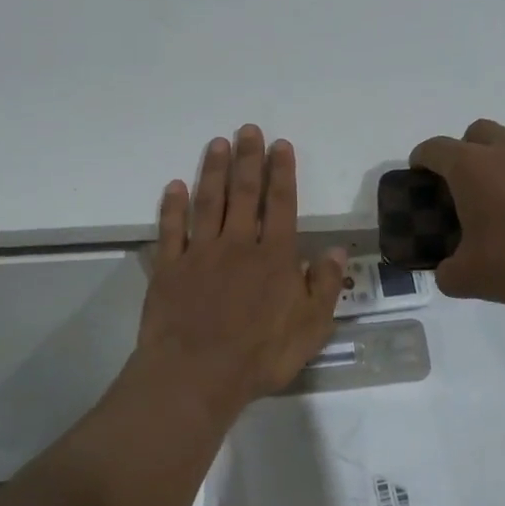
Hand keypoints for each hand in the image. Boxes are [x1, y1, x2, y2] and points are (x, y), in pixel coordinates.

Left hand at [135, 125, 347, 415]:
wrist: (196, 375)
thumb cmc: (261, 355)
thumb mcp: (312, 327)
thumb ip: (325, 286)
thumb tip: (335, 250)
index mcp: (275, 257)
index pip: (281, 205)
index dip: (282, 173)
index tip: (280, 145)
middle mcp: (238, 245)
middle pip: (244, 194)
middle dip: (248, 159)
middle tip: (248, 130)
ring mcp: (200, 254)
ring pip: (207, 203)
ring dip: (213, 171)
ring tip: (217, 143)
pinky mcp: (169, 269)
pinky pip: (171, 230)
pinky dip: (172, 207)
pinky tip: (174, 186)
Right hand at [409, 119, 504, 305]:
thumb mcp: (470, 278)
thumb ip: (447, 273)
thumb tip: (447, 271)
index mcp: (470, 167)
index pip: (434, 148)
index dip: (421, 159)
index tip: (419, 174)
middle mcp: (504, 148)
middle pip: (475, 132)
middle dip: (464, 152)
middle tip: (465, 186)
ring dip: (504, 149)